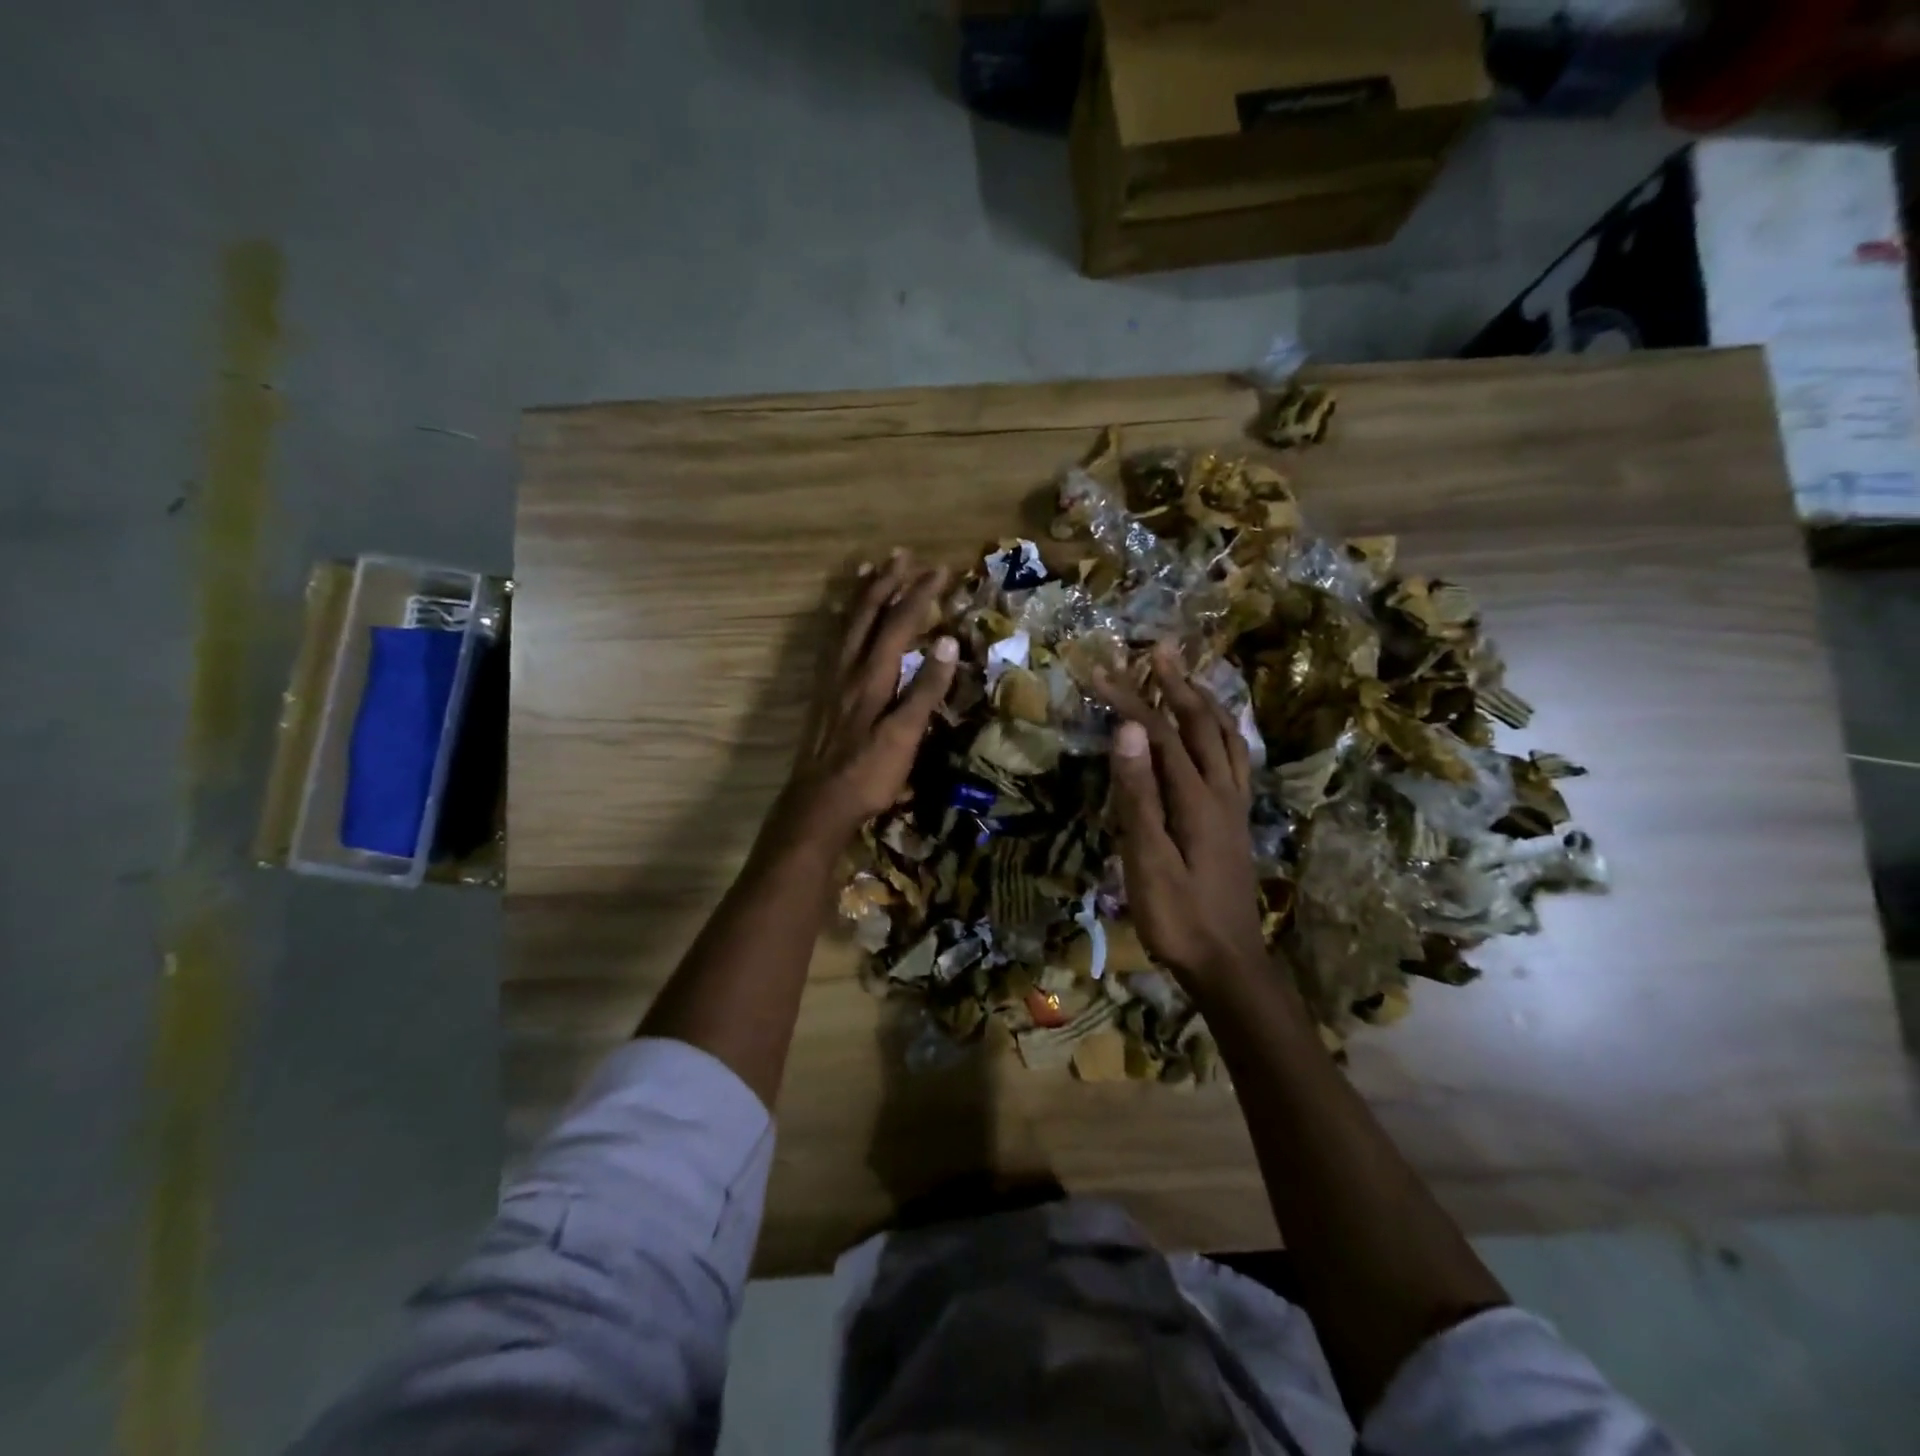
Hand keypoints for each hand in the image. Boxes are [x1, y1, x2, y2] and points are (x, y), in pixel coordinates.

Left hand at [781, 551, 957, 844]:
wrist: (818, 804)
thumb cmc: (867, 774)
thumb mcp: (905, 736)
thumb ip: (925, 689)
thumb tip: (947, 640)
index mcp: (871, 676)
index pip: (898, 623)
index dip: (919, 594)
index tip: (941, 570)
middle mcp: (847, 668)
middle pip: (866, 614)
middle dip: (886, 582)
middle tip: (902, 555)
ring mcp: (830, 679)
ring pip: (844, 624)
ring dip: (860, 594)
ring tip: (868, 570)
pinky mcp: (822, 693)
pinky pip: (832, 641)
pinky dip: (841, 619)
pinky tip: (842, 621)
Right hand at [1096, 644, 1266, 988]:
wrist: (1228, 964)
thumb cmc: (1178, 917)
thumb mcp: (1147, 860)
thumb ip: (1138, 795)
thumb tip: (1126, 731)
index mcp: (1196, 798)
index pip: (1158, 734)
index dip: (1128, 699)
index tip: (1098, 672)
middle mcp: (1222, 791)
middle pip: (1201, 724)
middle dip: (1175, 684)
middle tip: (1158, 650)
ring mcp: (1234, 806)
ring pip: (1227, 738)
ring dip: (1206, 703)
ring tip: (1188, 678)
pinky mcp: (1237, 821)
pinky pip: (1236, 761)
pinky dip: (1225, 733)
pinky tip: (1216, 735)